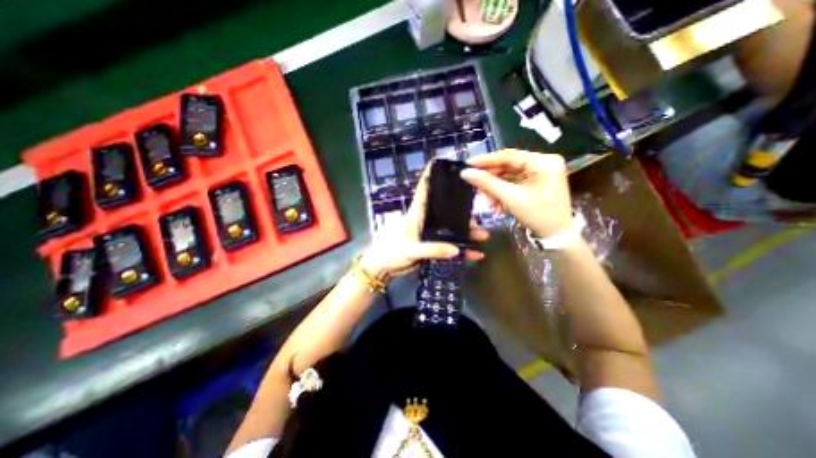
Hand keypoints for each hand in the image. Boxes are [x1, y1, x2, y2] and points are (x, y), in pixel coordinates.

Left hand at [359, 163, 485, 280]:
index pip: (424, 191)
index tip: (439, 162)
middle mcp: (425, 221)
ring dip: (466, 232)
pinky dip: (461, 250)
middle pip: (445, 211)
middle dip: (462, 210)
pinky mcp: (431, 246)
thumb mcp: (410, 250)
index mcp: (416, 214)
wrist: (383, 268)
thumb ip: (432, 249)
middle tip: (478, 210)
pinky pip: (449, 246)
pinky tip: (474, 253)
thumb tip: (456, 249)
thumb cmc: (390, 252)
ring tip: (483, 235)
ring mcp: (429, 233)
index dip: (430, 176)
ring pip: (451, 229)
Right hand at [459, 148, 571, 237]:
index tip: (468, 163)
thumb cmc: (538, 215)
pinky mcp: (535, 181)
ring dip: (495, 187)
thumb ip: (488, 184)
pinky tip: (495, 201)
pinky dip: (502, 191)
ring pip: (508, 175)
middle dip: (491, 178)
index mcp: (543, 162)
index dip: (486, 160)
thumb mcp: (511, 198)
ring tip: (486, 199)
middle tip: (475, 185)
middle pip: (508, 165)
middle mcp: (542, 162)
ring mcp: (539, 172)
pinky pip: (513, 182)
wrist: (557, 234)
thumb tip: (466, 173)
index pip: (509, 156)